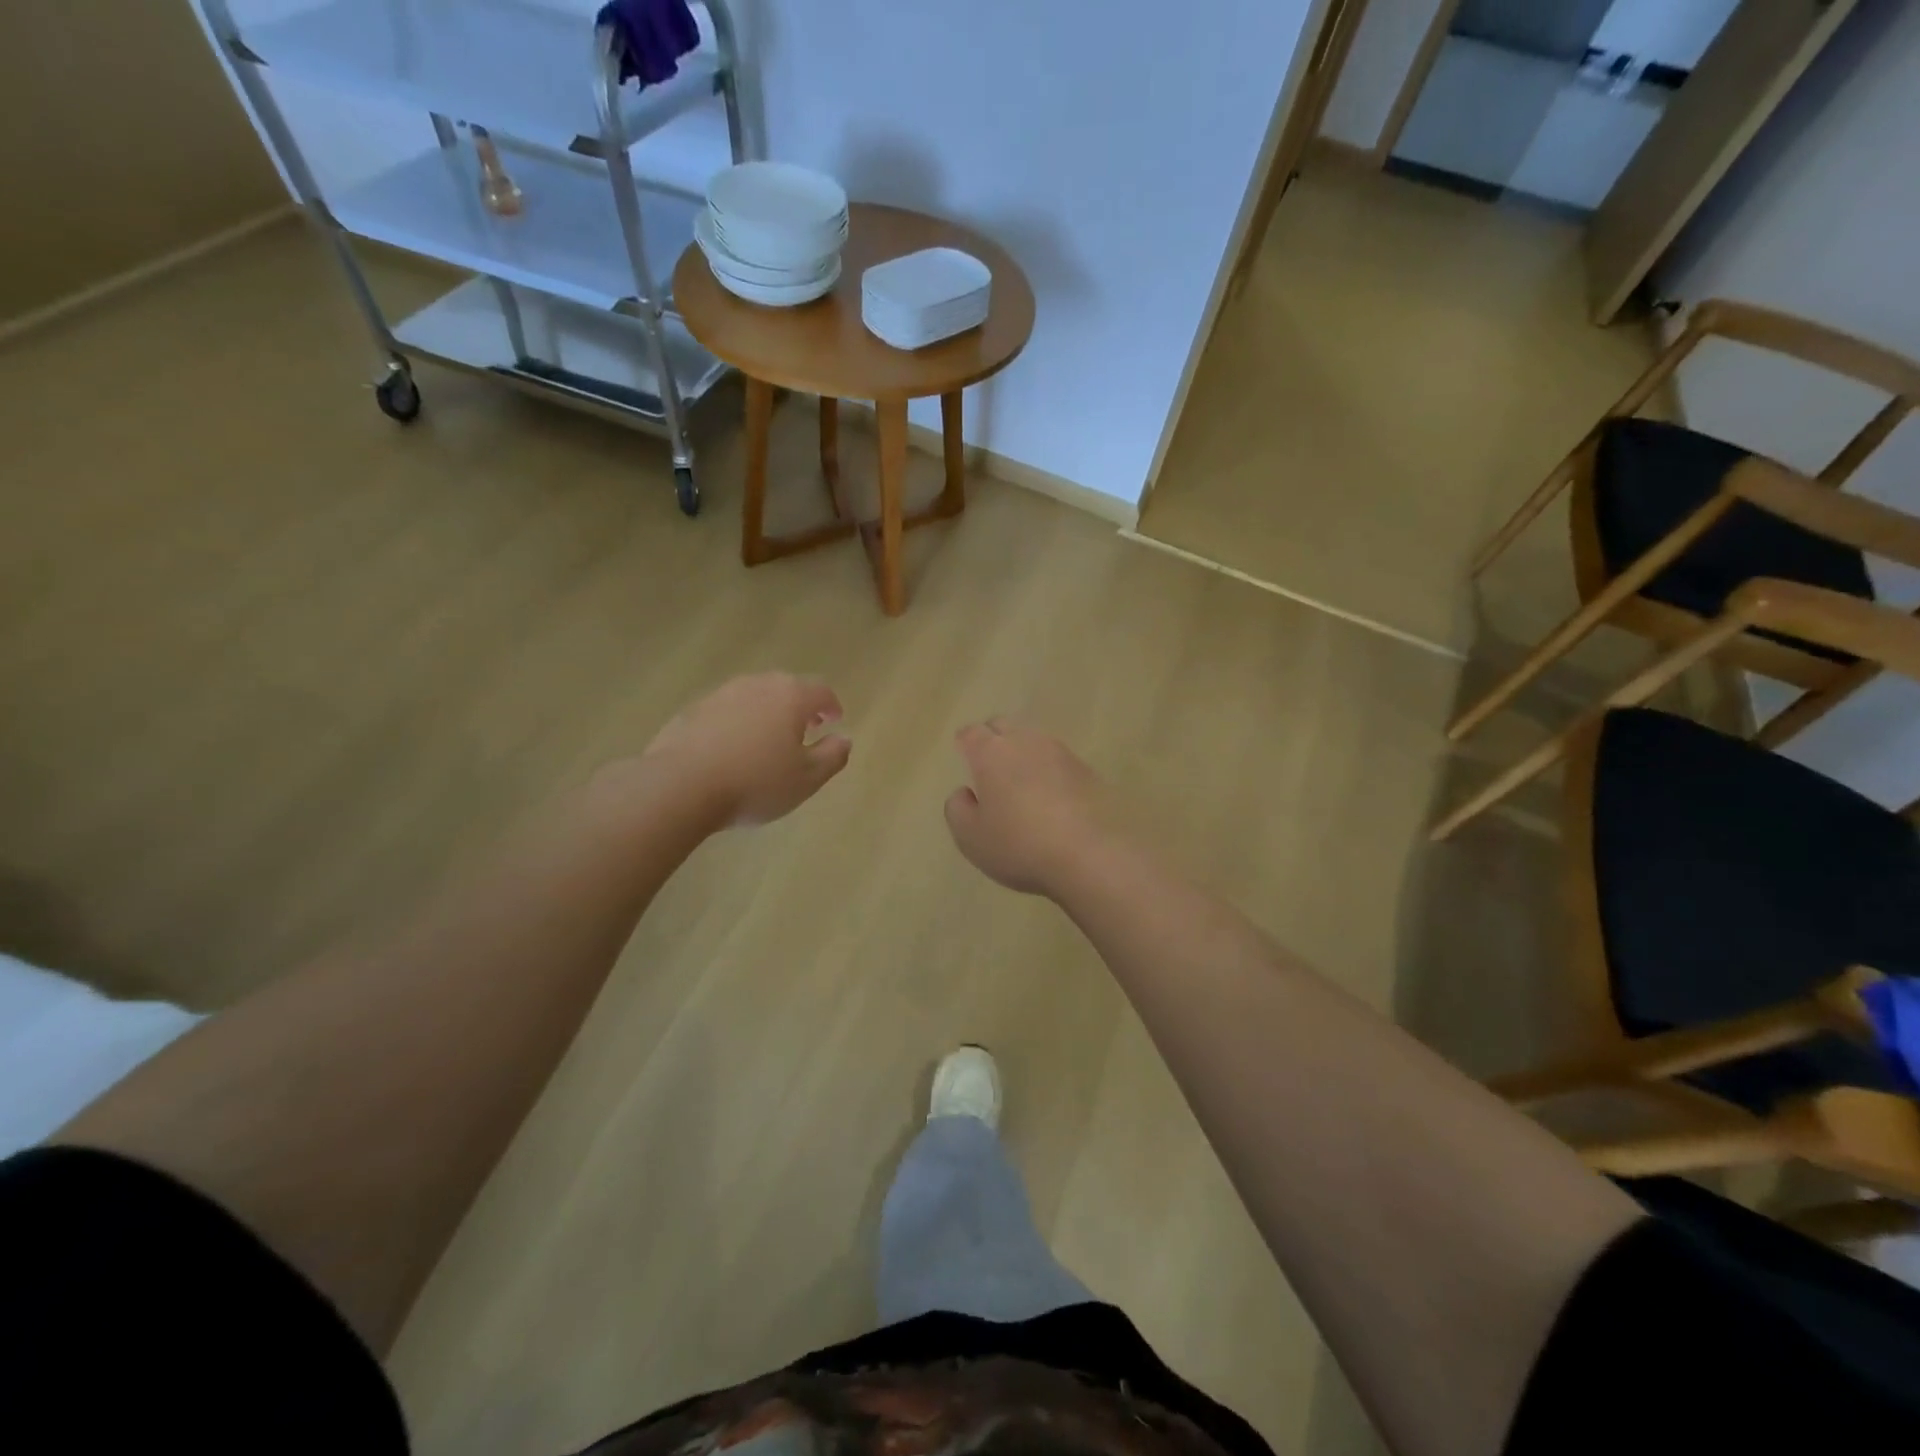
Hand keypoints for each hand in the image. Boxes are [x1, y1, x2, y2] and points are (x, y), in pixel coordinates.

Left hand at [641, 673, 850, 826]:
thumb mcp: (807, 779)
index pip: (821, 690)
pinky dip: (737, 723)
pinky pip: (725, 711)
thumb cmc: (755, 782)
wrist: (680, 785)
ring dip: (766, 713)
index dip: (831, 705)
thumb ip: (832, 756)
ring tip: (768, 740)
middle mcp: (757, 685)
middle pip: (786, 687)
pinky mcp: (692, 710)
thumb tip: (844, 739)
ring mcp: (720, 694)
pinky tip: (732, 750)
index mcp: (790, 696)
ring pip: (753, 697)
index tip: (835, 720)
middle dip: (800, 706)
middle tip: (805, 729)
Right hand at [945, 717, 1112, 896]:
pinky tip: (1050, 796)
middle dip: (993, 738)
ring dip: (1023, 753)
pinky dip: (1049, 771)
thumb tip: (965, 793)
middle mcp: (1026, 742)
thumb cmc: (1020, 845)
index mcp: (991, 753)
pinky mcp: (1088, 770)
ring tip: (1020, 781)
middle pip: (1003, 726)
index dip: (965, 743)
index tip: (963, 754)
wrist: (1092, 854)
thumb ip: (958, 810)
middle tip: (989, 764)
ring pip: (1034, 740)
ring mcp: (1061, 753)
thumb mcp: (971, 837)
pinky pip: (1059, 761)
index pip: (971, 733)